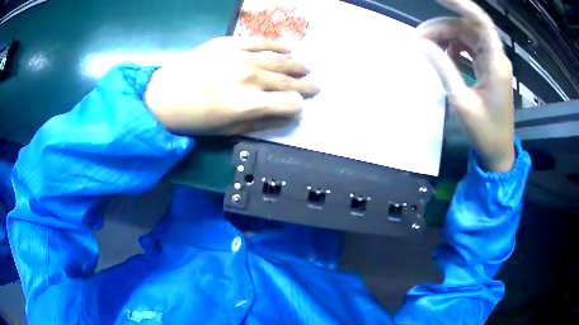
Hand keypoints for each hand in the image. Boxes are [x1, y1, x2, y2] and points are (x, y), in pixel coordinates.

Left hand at [144, 37, 318, 134]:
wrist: (162, 96)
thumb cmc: (192, 119)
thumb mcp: (225, 131)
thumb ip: (259, 122)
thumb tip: (284, 114)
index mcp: (248, 105)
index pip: (288, 104)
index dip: (296, 107)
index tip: (297, 107)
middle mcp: (249, 79)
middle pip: (288, 81)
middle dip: (305, 86)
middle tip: (316, 86)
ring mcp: (239, 57)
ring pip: (279, 60)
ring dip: (297, 65)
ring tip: (308, 67)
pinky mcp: (228, 43)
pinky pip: (260, 41)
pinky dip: (277, 44)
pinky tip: (288, 47)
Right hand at [417, 0, 514, 171]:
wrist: (499, 153)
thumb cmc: (485, 132)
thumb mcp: (461, 101)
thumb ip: (443, 67)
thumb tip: (420, 43)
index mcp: (496, 63)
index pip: (479, 21)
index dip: (459, 4)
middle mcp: (496, 56)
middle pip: (467, 27)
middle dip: (441, 27)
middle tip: (417, 38)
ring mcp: (492, 62)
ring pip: (466, 36)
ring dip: (445, 37)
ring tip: (425, 47)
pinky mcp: (488, 68)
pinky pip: (469, 48)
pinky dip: (454, 48)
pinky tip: (444, 56)